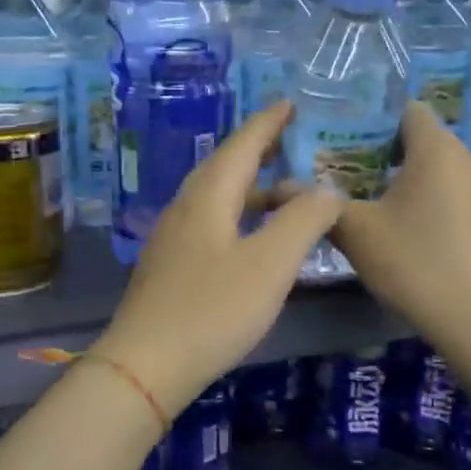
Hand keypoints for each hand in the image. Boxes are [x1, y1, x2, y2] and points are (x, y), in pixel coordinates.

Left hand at [92, 102, 341, 416]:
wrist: (145, 365)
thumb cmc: (212, 309)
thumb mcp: (270, 263)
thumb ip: (303, 221)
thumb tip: (325, 191)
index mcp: (209, 196)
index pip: (242, 145)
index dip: (268, 123)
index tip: (289, 103)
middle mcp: (186, 207)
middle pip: (225, 167)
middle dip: (258, 150)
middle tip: (290, 139)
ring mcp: (173, 238)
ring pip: (217, 197)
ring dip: (251, 187)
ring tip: (284, 191)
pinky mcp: (170, 267)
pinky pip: (211, 223)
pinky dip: (239, 216)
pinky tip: (253, 238)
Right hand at [332, 101, 470, 344]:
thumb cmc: (413, 259)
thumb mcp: (355, 230)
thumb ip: (318, 204)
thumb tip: (277, 188)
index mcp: (437, 148)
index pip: (407, 110)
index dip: (374, 122)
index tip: (342, 145)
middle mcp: (467, 160)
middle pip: (421, 141)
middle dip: (383, 155)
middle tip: (345, 178)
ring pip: (437, 172)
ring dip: (405, 183)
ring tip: (370, 208)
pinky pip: (452, 198)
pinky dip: (428, 205)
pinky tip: (406, 236)